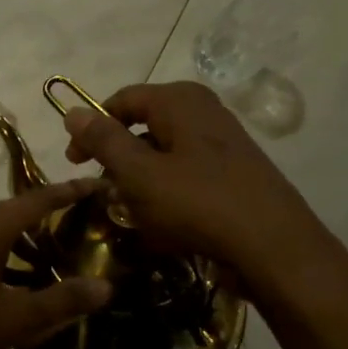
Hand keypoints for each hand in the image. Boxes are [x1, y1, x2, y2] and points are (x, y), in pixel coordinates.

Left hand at [0, 179, 113, 348]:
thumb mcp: (18, 318)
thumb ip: (63, 301)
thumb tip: (106, 287)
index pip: (36, 199)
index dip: (67, 192)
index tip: (94, 183)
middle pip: (10, 209)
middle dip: (41, 214)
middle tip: (72, 225)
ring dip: (16, 236)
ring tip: (43, 258)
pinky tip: (6, 278)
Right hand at [62, 82, 343, 304]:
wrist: (275, 248)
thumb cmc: (198, 204)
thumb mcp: (139, 173)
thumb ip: (104, 141)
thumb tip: (72, 111)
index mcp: (180, 101)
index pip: (121, 100)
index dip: (92, 128)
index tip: (75, 162)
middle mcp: (204, 110)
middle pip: (144, 124)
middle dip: (118, 156)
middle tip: (102, 187)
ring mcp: (224, 141)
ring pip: (164, 150)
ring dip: (140, 176)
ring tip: (130, 209)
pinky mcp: (235, 171)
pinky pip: (187, 171)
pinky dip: (166, 189)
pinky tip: (163, 219)